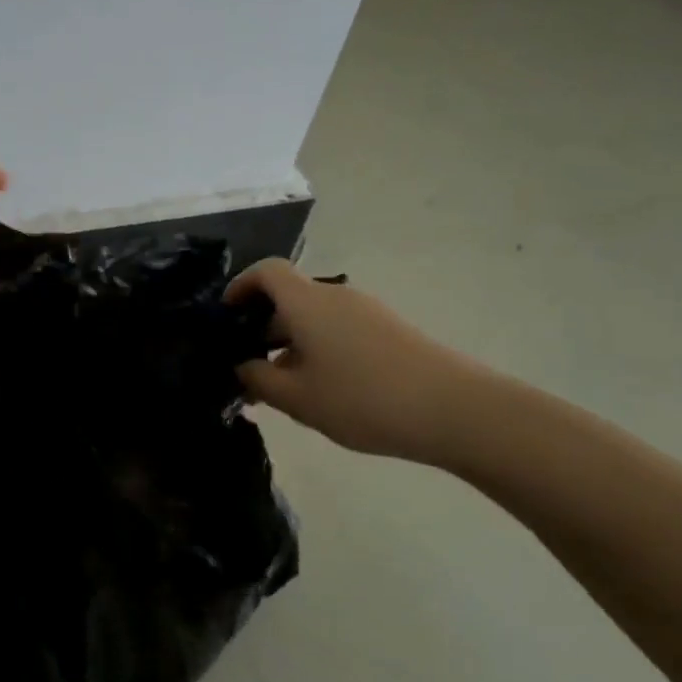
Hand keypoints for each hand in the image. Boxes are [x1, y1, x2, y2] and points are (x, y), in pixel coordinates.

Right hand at [225, 260, 487, 464]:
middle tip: (246, 368)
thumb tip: (242, 366)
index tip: (225, 315)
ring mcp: (366, 312)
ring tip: (281, 389)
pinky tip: (320, 391)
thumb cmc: (363, 399)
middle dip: (261, 328)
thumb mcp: (297, 398)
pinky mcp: (388, 331)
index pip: (266, 271)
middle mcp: (335, 297)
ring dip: (290, 344)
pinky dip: (318, 350)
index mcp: (307, 303)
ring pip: (313, 319)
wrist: (456, 410)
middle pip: (289, 298)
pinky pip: (338, 331)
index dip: (240, 286)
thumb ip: (258, 380)